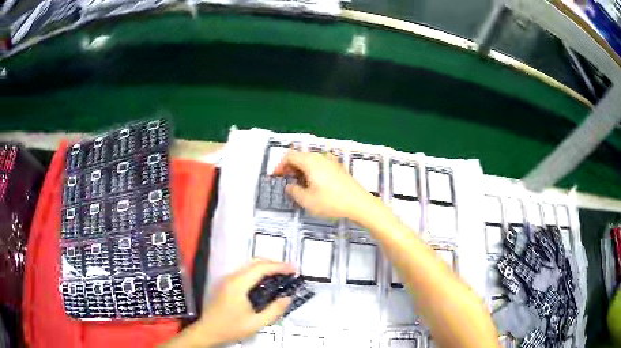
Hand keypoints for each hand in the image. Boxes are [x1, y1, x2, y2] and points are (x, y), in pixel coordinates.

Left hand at [196, 260, 294, 346]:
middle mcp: (231, 278)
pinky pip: (244, 273)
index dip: (279, 266)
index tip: (294, 270)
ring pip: (249, 266)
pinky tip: (265, 283)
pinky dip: (257, 273)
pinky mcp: (225, 285)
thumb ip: (274, 310)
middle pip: (255, 263)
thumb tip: (288, 298)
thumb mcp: (256, 323)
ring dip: (265, 268)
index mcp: (238, 284)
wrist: (208, 331)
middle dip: (274, 264)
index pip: (261, 268)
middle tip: (289, 272)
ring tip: (280, 276)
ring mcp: (227, 280)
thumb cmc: (231, 328)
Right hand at [274, 151, 379, 222]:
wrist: (359, 204)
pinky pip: (320, 165)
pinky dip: (312, 172)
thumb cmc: (331, 202)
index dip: (280, 165)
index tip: (276, 177)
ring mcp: (331, 161)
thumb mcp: (307, 200)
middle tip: (286, 182)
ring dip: (301, 170)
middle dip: (290, 168)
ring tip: (299, 185)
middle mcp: (320, 157)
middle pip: (300, 156)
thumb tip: (290, 186)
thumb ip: (294, 191)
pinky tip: (314, 185)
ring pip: (310, 161)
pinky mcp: (338, 168)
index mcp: (310, 161)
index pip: (289, 156)